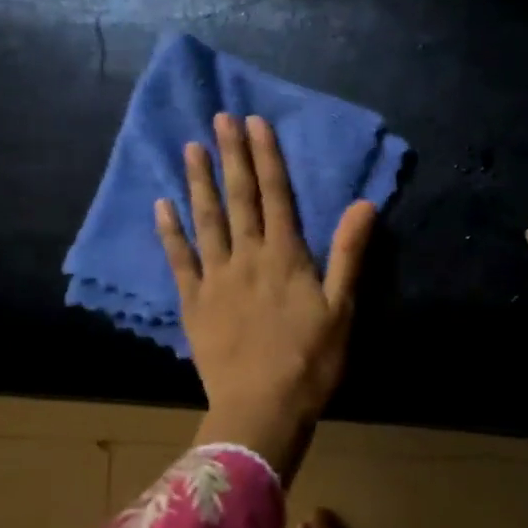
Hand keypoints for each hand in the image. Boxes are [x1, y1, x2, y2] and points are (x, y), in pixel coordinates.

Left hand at [156, 112, 376, 474]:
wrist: (262, 409)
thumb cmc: (310, 361)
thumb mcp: (341, 307)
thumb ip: (349, 253)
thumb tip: (365, 204)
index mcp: (285, 256)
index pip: (276, 195)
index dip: (266, 156)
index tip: (255, 122)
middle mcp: (248, 257)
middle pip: (239, 198)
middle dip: (231, 156)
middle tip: (220, 118)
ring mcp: (216, 278)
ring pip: (206, 220)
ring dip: (199, 182)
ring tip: (190, 148)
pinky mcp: (194, 303)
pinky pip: (179, 260)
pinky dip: (170, 232)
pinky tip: (162, 206)